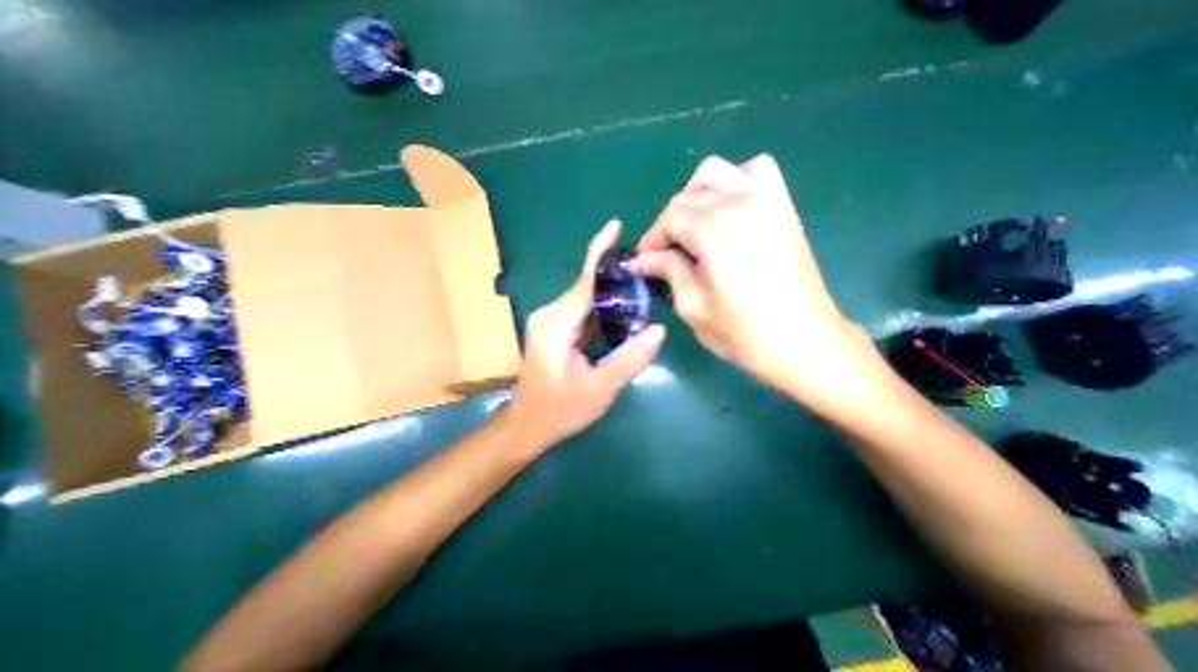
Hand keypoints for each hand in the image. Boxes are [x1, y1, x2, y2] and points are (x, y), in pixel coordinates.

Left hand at [505, 221, 669, 451]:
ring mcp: (552, 322)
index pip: (584, 283)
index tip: (616, 226)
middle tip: (648, 265)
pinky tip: (625, 307)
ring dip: (611, 291)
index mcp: (556, 325)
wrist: (528, 426)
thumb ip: (630, 358)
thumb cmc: (560, 411)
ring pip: (586, 298)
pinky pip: (584, 311)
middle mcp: (550, 316)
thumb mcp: (599, 389)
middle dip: (614, 273)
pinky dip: (604, 307)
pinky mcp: (557, 331)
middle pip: (586, 286)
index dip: (601, 253)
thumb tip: (659, 328)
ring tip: (643, 283)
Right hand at [628, 154, 887, 413]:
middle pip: (687, 196)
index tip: (642, 261)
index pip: (668, 218)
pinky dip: (736, 181)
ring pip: (717, 172)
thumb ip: (667, 271)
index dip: (650, 239)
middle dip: (668, 223)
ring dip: (696, 195)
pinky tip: (730, 209)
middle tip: (664, 253)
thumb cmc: (742, 331)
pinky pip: (757, 171)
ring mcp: (766, 199)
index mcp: (713, 229)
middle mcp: (739, 202)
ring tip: (693, 227)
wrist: (803, 342)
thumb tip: (642, 260)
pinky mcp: (783, 207)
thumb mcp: (692, 305)